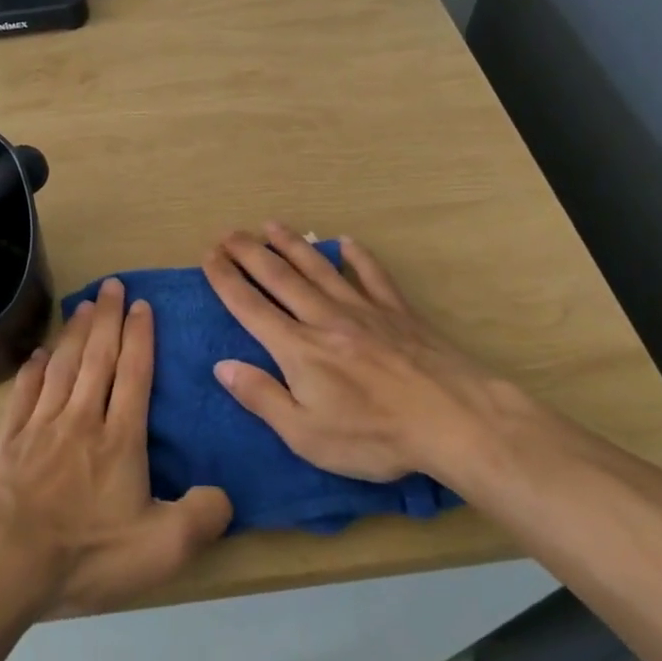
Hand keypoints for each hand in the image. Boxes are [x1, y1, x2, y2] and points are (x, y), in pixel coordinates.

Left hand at [0, 278, 232, 615]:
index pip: (134, 375)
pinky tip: (37, 354)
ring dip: (74, 333)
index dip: (140, 337)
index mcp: (119, 439)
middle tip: (112, 284)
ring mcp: (40, 426)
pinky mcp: (7, 440)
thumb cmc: (86, 553)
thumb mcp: (160, 549)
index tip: (141, 305)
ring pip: (62, 366)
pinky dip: (32, 370)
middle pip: (97, 357)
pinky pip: (23, 393)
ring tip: (83, 304)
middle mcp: (80, 419)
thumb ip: (200, 518)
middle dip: (108, 318)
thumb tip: (225, 496)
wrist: (3, 560)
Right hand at [201, 223, 531, 489]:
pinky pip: (372, 275)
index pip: (250, 306)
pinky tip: (346, 242)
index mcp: (298, 348)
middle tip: (229, 233)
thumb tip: (222, 366)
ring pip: (318, 268)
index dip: (225, 280)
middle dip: (249, 252)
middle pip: (279, 277)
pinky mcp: (397, 311)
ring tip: (270, 224)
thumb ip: (262, 398)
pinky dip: (357, 257)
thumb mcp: (306, 435)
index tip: (208, 256)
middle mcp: (324, 318)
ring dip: (292, 244)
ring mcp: (363, 309)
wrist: (454, 419)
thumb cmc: (375, 436)